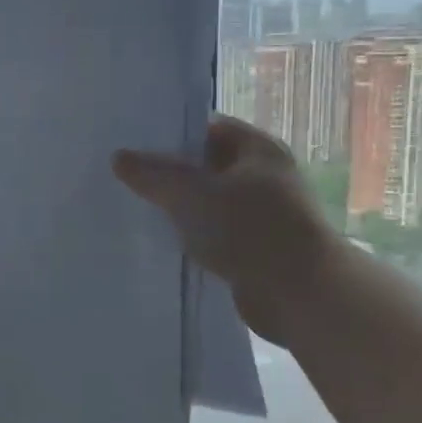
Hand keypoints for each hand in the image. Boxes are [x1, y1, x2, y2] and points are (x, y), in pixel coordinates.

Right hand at [113, 115, 338, 343]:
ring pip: (208, 201)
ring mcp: (261, 213)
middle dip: (169, 172)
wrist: (302, 295)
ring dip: (178, 207)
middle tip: (124, 176)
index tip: (132, 142)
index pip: (207, 127)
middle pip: (206, 165)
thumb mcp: (193, 195)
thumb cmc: (251, 230)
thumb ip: (154, 174)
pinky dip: (191, 234)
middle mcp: (263, 175)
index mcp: (258, 149)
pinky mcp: (254, 247)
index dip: (170, 133)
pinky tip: (160, 240)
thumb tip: (119, 157)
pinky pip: (214, 232)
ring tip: (134, 207)